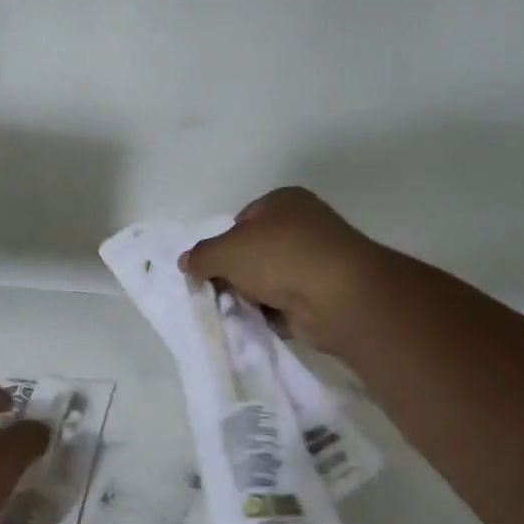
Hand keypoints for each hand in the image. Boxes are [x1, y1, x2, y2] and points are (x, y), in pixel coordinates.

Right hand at [180, 187, 384, 351]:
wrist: (337, 295)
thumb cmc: (279, 257)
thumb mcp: (226, 250)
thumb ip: (201, 256)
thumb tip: (186, 262)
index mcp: (283, 201)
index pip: (241, 221)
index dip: (222, 246)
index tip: (210, 268)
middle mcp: (302, 225)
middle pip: (253, 253)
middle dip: (234, 274)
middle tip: (219, 292)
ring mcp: (314, 261)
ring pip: (267, 280)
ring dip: (251, 297)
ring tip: (238, 311)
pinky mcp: (321, 294)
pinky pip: (284, 304)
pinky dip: (270, 314)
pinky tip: (260, 322)